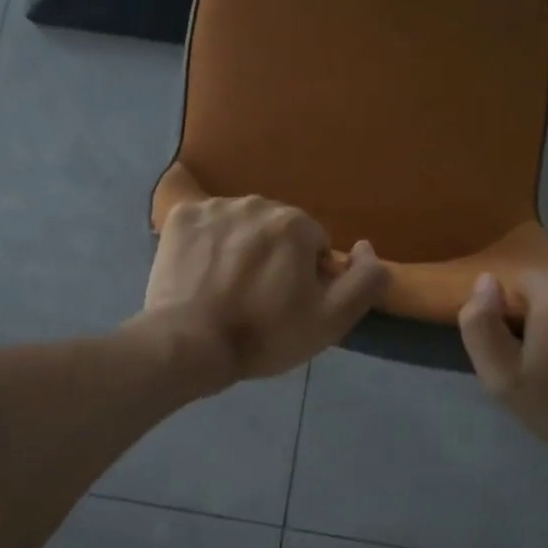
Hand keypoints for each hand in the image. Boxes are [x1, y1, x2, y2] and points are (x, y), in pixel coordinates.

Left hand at [144, 196, 387, 386]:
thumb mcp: (332, 320)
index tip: (288, 304)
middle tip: (257, 297)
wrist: (189, 344)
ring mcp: (215, 206)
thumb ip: (365, 280)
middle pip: (277, 230)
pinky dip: (207, 242)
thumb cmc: (264, 334)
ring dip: (241, 247)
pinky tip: (200, 272)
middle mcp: (257, 202)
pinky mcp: (181, 216)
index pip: (314, 244)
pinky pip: (206, 223)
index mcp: (295, 223)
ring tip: (226, 286)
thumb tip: (366, 246)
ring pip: (242, 224)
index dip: (306, 276)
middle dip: (274, 256)